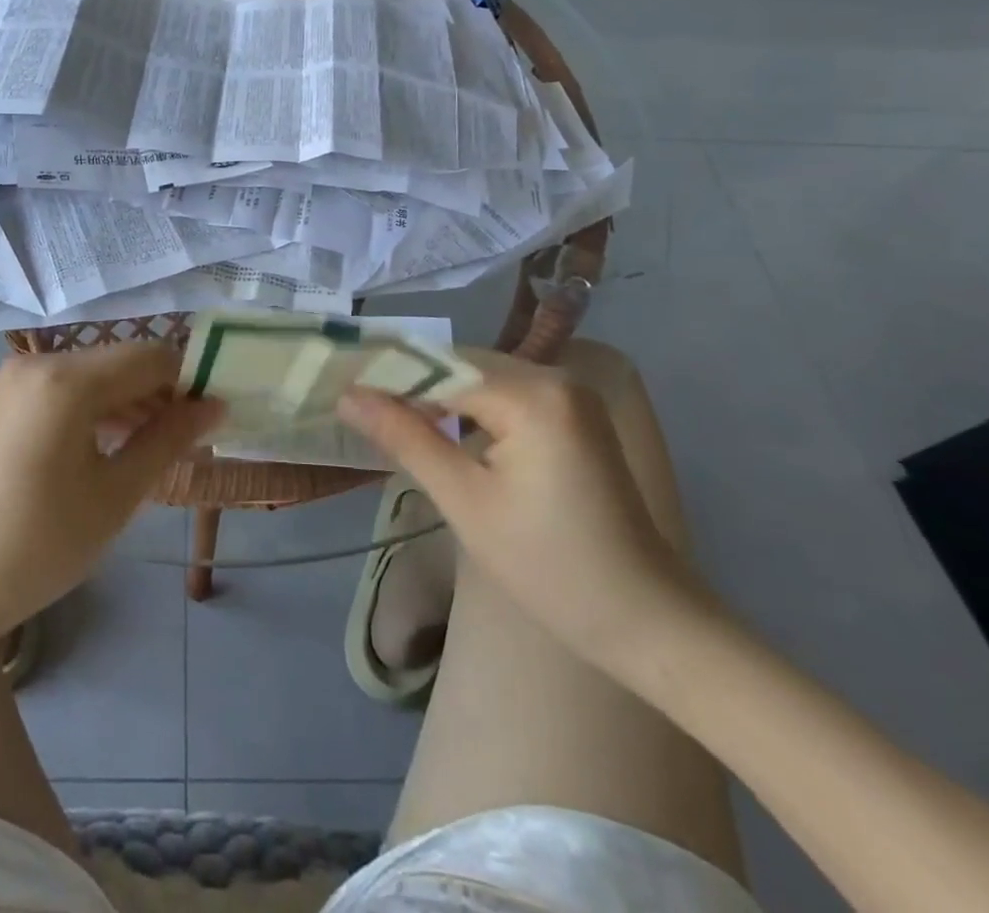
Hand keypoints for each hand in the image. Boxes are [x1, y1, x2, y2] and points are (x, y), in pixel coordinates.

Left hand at [0, 343, 221, 641]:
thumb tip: (215, 405)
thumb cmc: (39, 546)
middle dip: (157, 394)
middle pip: (119, 362)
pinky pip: (60, 386)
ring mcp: (11, 377)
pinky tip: (102, 446)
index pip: (150, 356)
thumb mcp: (116, 495)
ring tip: (147, 450)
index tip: (209, 421)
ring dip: (125, 402)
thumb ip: (168, 440)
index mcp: (66, 380)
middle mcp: (37, 361)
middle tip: (181, 443)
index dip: (187, 382)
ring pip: (90, 373)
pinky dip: (90, 407)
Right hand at [337, 347, 711, 665]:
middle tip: (355, 405)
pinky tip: (438, 429)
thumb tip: (348, 396)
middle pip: (460, 365)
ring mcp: (570, 395)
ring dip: (436, 396)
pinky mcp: (574, 416)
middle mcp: (555, 377)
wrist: (650, 622)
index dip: (386, 376)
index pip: (439, 366)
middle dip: (409, 384)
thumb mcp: (466, 502)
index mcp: (533, 395)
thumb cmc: (551, 569)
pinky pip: (505, 396)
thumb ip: (405, 438)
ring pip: (481, 378)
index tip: (338, 388)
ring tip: (384, 416)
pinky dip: (469, 409)